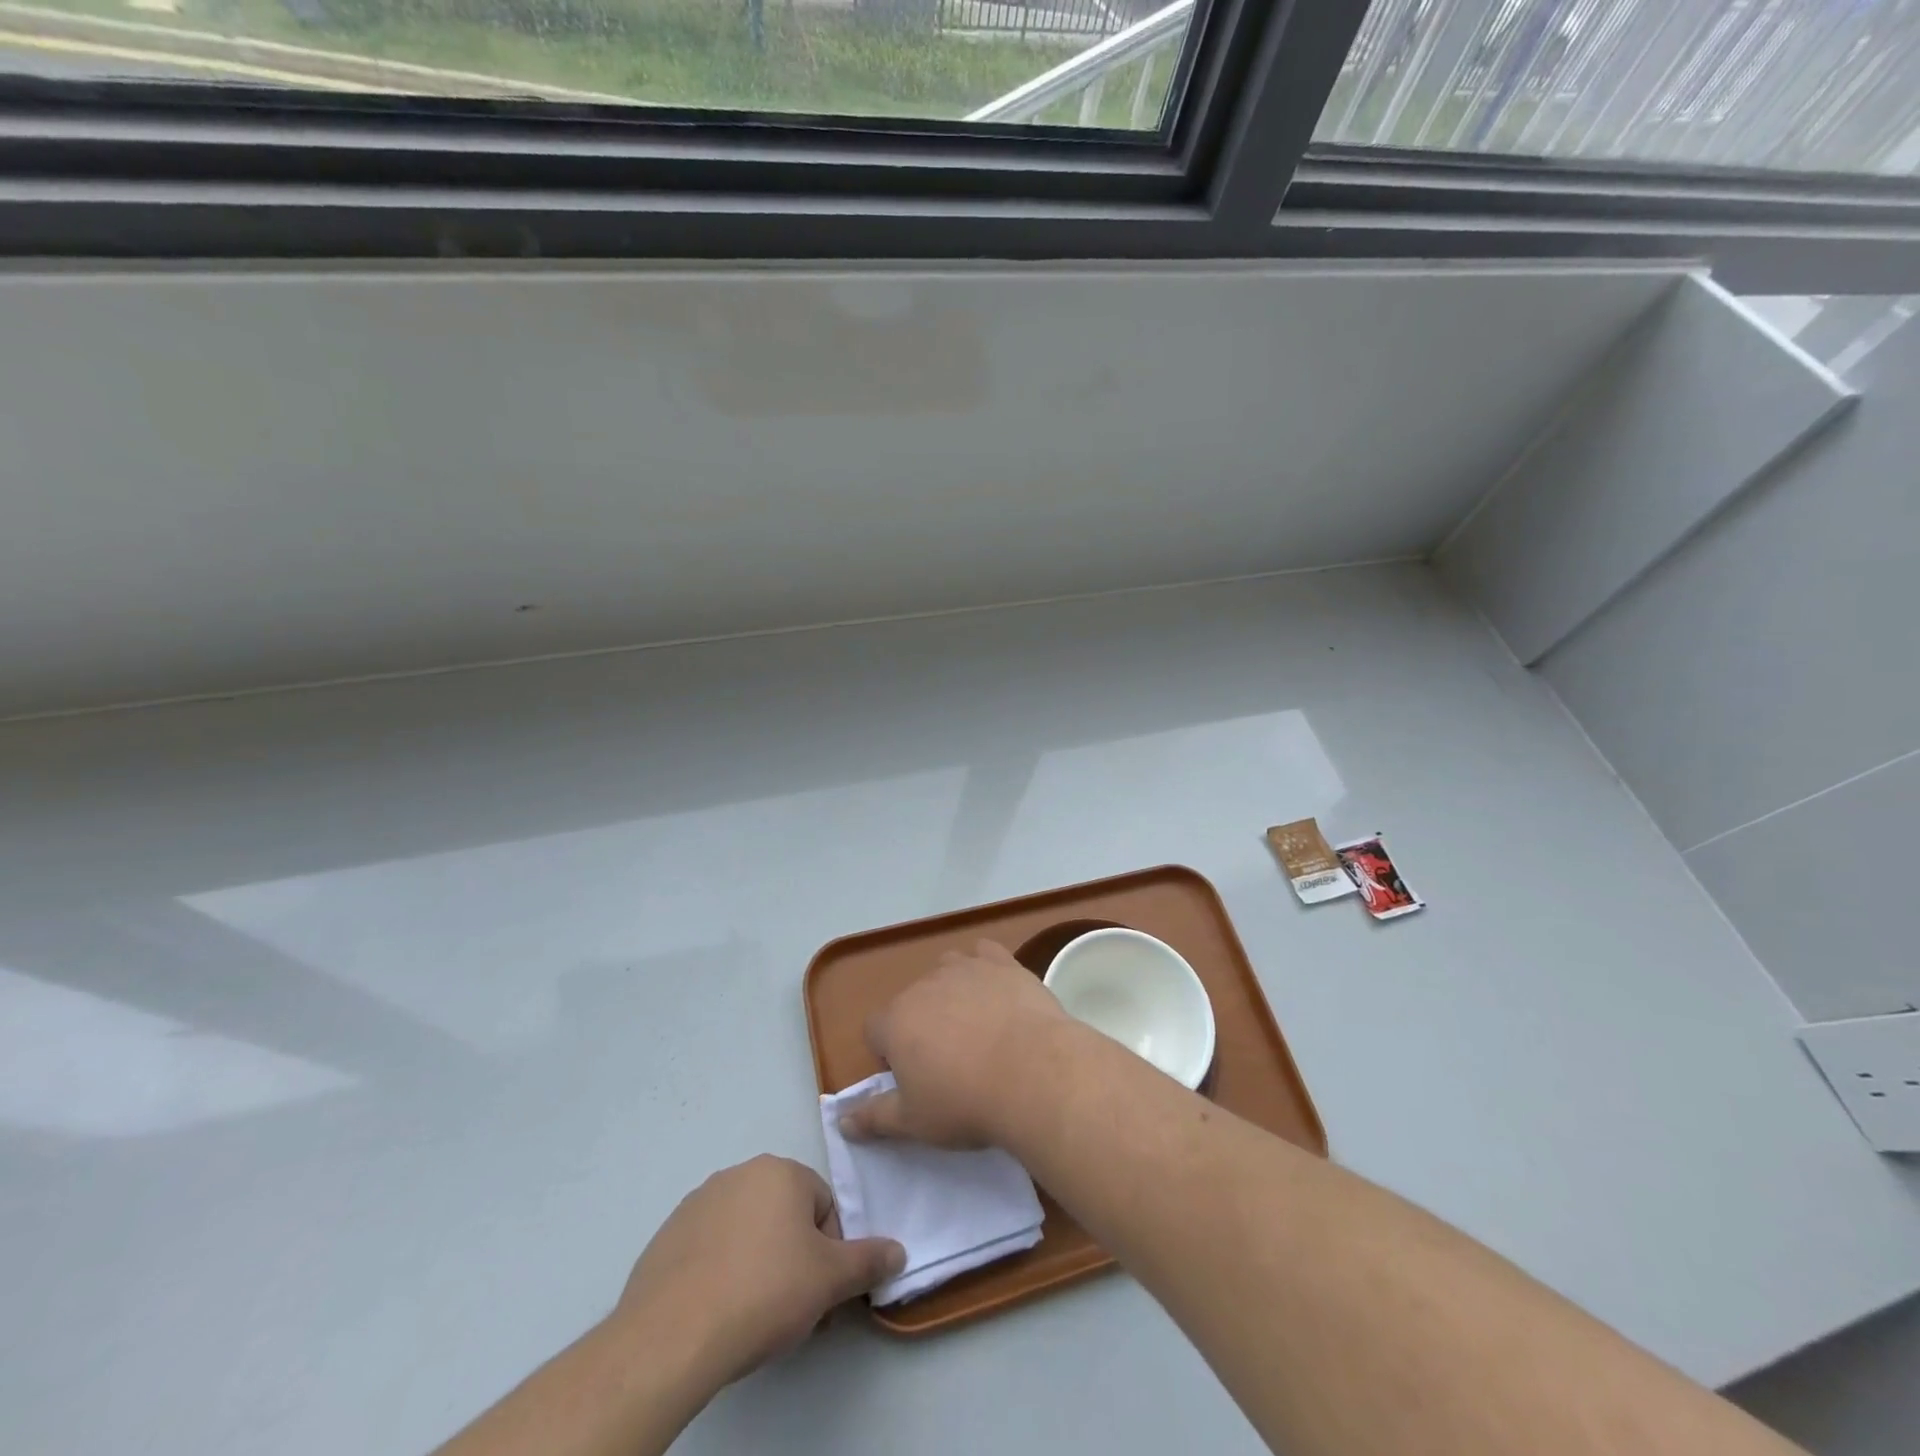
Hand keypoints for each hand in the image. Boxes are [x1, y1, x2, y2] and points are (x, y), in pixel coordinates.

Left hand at [614, 1155, 904, 1387]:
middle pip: (784, 1216)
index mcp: (781, 1171)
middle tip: (791, 1307)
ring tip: (752, 1314)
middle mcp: (740, 1173)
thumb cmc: (764, 1293)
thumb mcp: (830, 1280)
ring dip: (758, 1263)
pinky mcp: (667, 1235)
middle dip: (794, 1258)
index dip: (828, 1252)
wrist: (673, 1336)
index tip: (818, 1293)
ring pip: (747, 1231)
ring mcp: (698, 1202)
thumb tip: (899, 1251)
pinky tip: (717, 1312)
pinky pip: (710, 1249)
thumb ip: (869, 1260)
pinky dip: (720, 1273)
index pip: (823, 1206)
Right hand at [839, 938, 1073, 1148]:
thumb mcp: (914, 1122)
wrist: (1033, 1073)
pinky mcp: (1002, 962)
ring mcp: (965, 967)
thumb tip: (842, 1121)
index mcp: (895, 1021)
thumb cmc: (966, 1102)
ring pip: (946, 970)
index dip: (889, 1055)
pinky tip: (998, 990)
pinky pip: (984, 953)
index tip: (914, 1080)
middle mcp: (924, 985)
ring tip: (976, 1027)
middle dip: (922, 1025)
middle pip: (912, 1001)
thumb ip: (874, 1118)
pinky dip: (985, 967)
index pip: (875, 1030)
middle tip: (949, 1062)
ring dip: (952, 992)